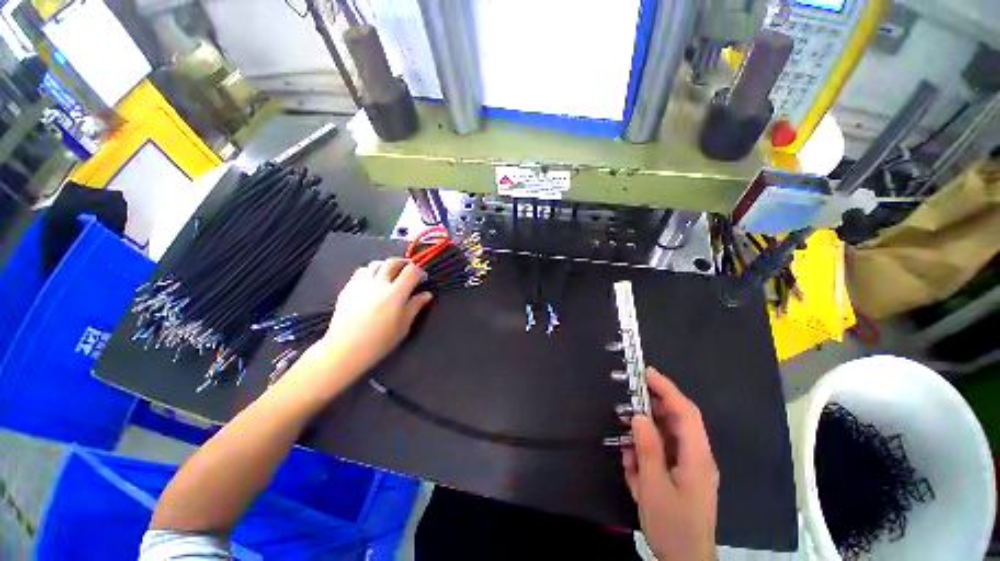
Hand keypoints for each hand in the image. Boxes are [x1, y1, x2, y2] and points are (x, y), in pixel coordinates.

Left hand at [308, 258, 432, 383]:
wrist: (345, 349)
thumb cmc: (379, 341)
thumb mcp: (404, 326)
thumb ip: (415, 306)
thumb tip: (426, 294)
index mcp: (396, 293)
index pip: (412, 270)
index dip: (420, 271)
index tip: (422, 279)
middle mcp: (379, 283)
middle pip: (393, 262)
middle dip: (404, 263)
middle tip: (408, 272)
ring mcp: (361, 284)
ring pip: (376, 264)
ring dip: (386, 266)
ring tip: (390, 275)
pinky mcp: (348, 288)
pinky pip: (361, 271)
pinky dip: (371, 272)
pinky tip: (372, 282)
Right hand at [622, 367, 718, 560]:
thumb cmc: (673, 526)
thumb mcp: (654, 488)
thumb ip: (648, 449)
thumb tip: (639, 416)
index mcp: (697, 457)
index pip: (685, 412)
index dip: (667, 389)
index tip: (646, 372)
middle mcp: (697, 457)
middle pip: (676, 421)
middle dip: (653, 408)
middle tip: (628, 400)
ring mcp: (690, 467)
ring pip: (666, 437)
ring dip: (645, 436)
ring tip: (628, 446)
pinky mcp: (681, 476)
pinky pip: (662, 454)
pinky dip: (646, 455)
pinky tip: (634, 469)